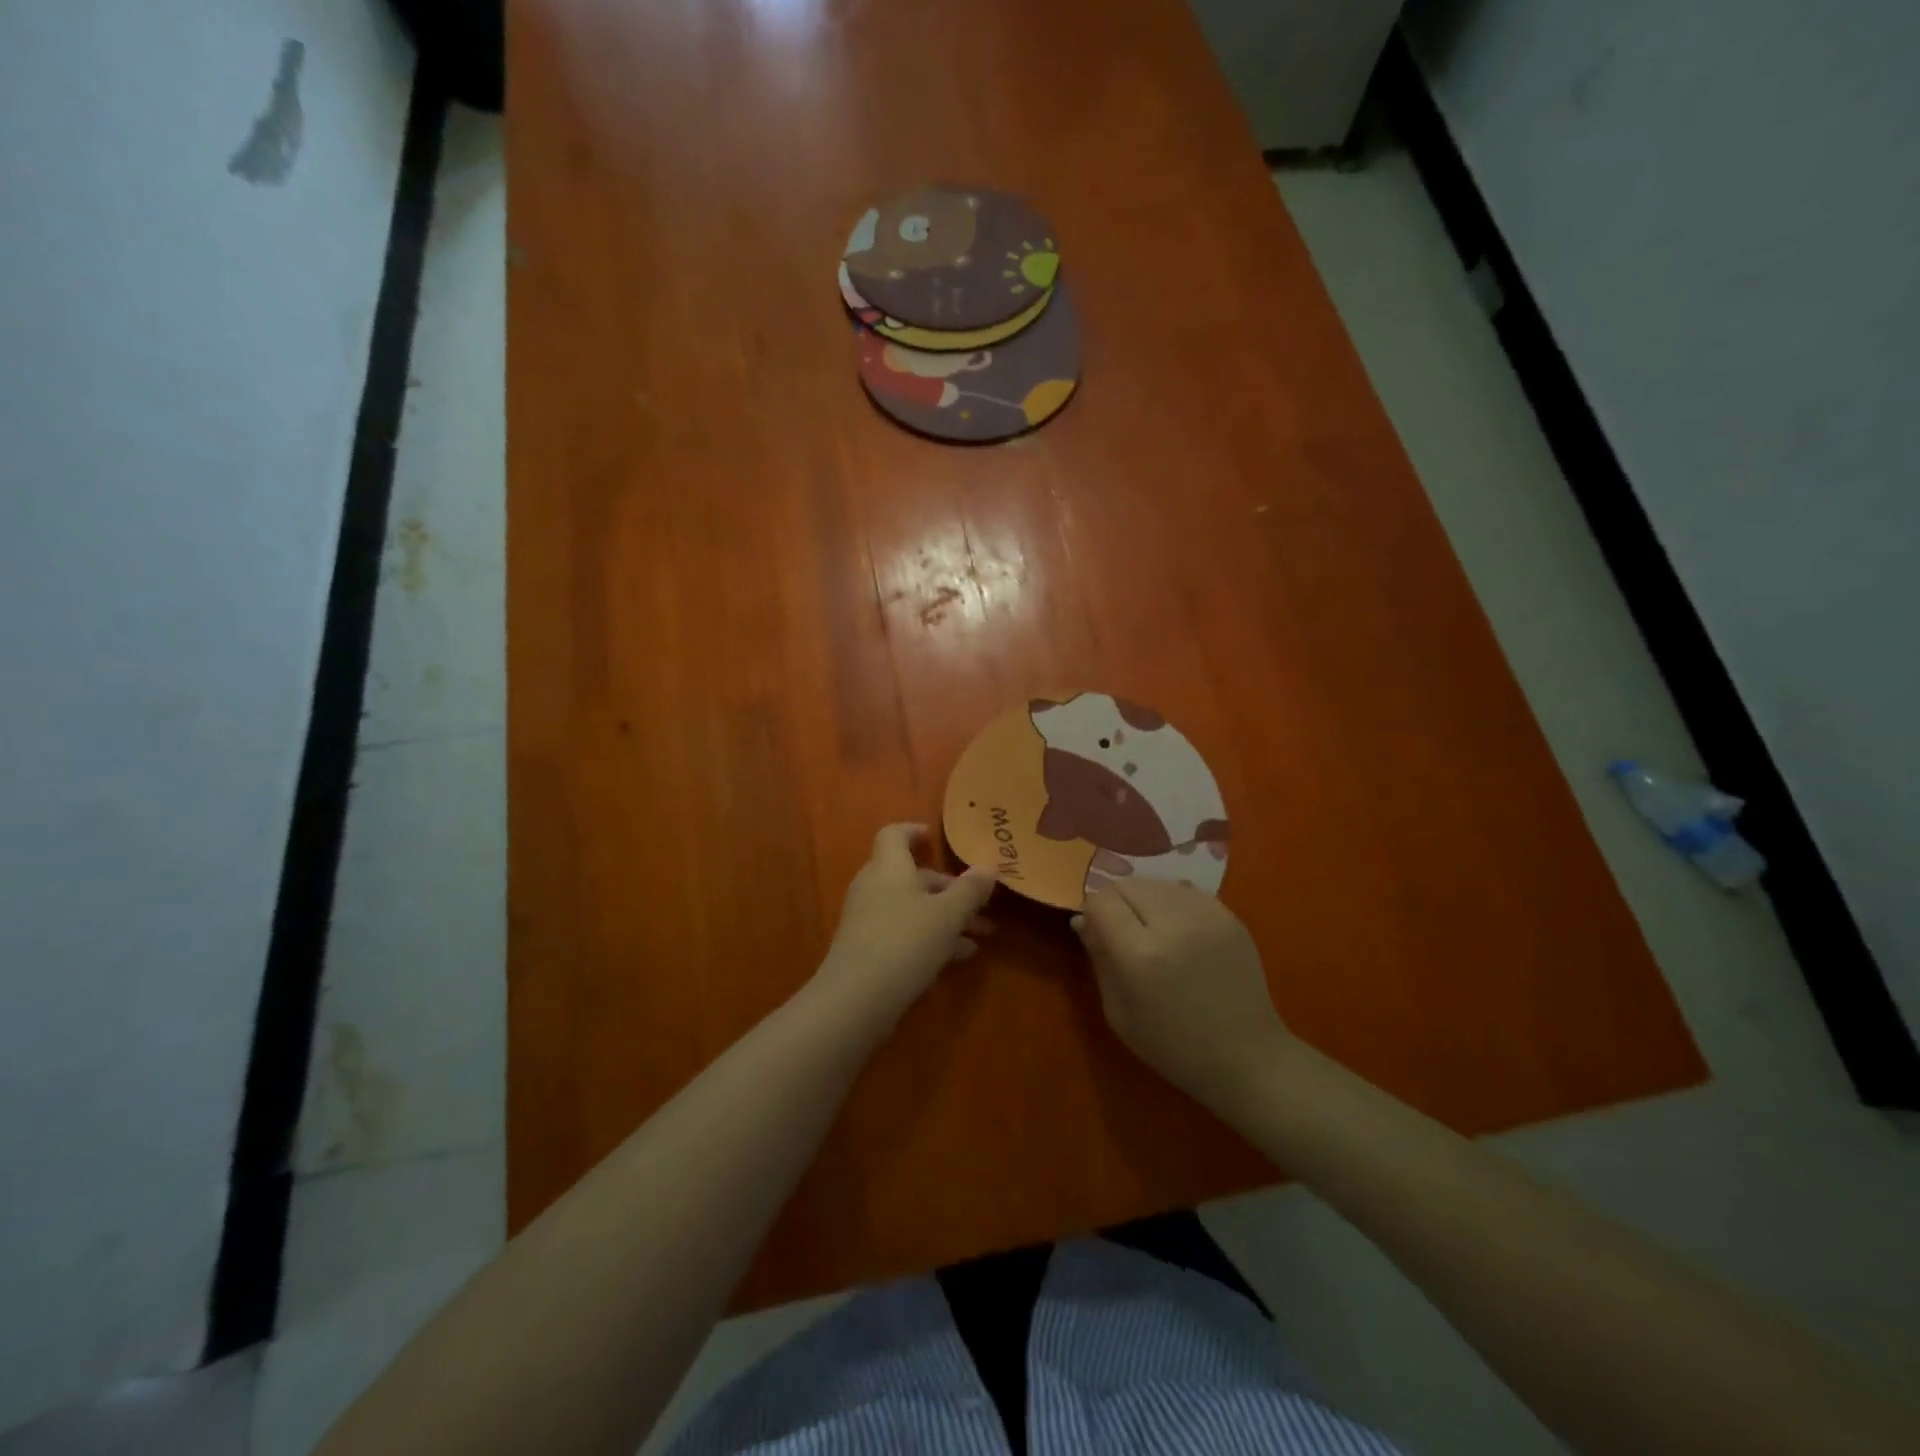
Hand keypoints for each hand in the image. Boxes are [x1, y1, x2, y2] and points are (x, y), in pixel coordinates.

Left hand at [816, 824, 996, 1024]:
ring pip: (911, 908)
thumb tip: (989, 865)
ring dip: (945, 918)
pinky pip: (902, 933)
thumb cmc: (905, 942)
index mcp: (889, 867)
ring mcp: (867, 920)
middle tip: (982, 907)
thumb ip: (970, 890)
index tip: (934, 838)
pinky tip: (956, 959)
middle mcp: (874, 887)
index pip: (894, 834)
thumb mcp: (948, 915)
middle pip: (912, 877)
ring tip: (980, 939)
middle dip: (950, 890)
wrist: (856, 999)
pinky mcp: (866, 950)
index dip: (914, 831)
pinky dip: (929, 939)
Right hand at [1073, 879, 1293, 1110]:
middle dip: (1116, 903)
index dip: (1093, 914)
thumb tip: (1082, 920)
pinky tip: (1180, 931)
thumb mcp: (1119, 1013)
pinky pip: (1186, 891)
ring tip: (1153, 930)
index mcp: (1140, 955)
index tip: (1098, 933)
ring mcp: (1206, 916)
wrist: (1247, 1058)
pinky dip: (1173, 903)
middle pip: (1127, 885)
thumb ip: (1099, 959)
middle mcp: (1172, 925)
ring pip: (1156, 883)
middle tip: (1124, 932)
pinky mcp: (1229, 916)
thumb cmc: (1173, 1046)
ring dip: (1145, 900)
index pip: (1100, 901)